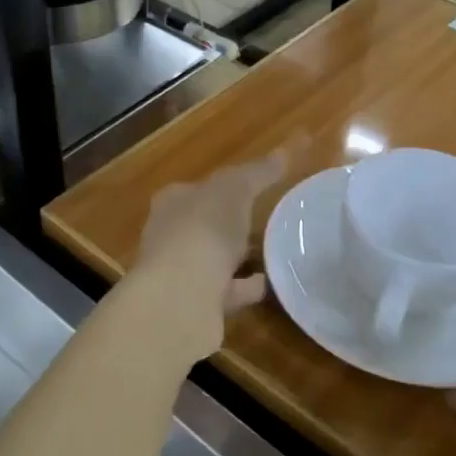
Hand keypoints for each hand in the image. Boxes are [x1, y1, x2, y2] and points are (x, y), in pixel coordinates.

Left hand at [128, 144, 295, 362]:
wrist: (181, 296)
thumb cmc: (203, 230)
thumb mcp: (235, 189)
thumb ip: (259, 172)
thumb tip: (286, 150)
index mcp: (172, 203)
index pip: (197, 189)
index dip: (222, 187)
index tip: (250, 189)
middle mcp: (169, 236)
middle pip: (202, 225)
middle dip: (228, 224)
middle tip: (264, 221)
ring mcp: (179, 273)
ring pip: (213, 260)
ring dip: (237, 258)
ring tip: (272, 253)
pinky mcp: (194, 305)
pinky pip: (226, 291)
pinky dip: (246, 287)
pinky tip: (270, 284)